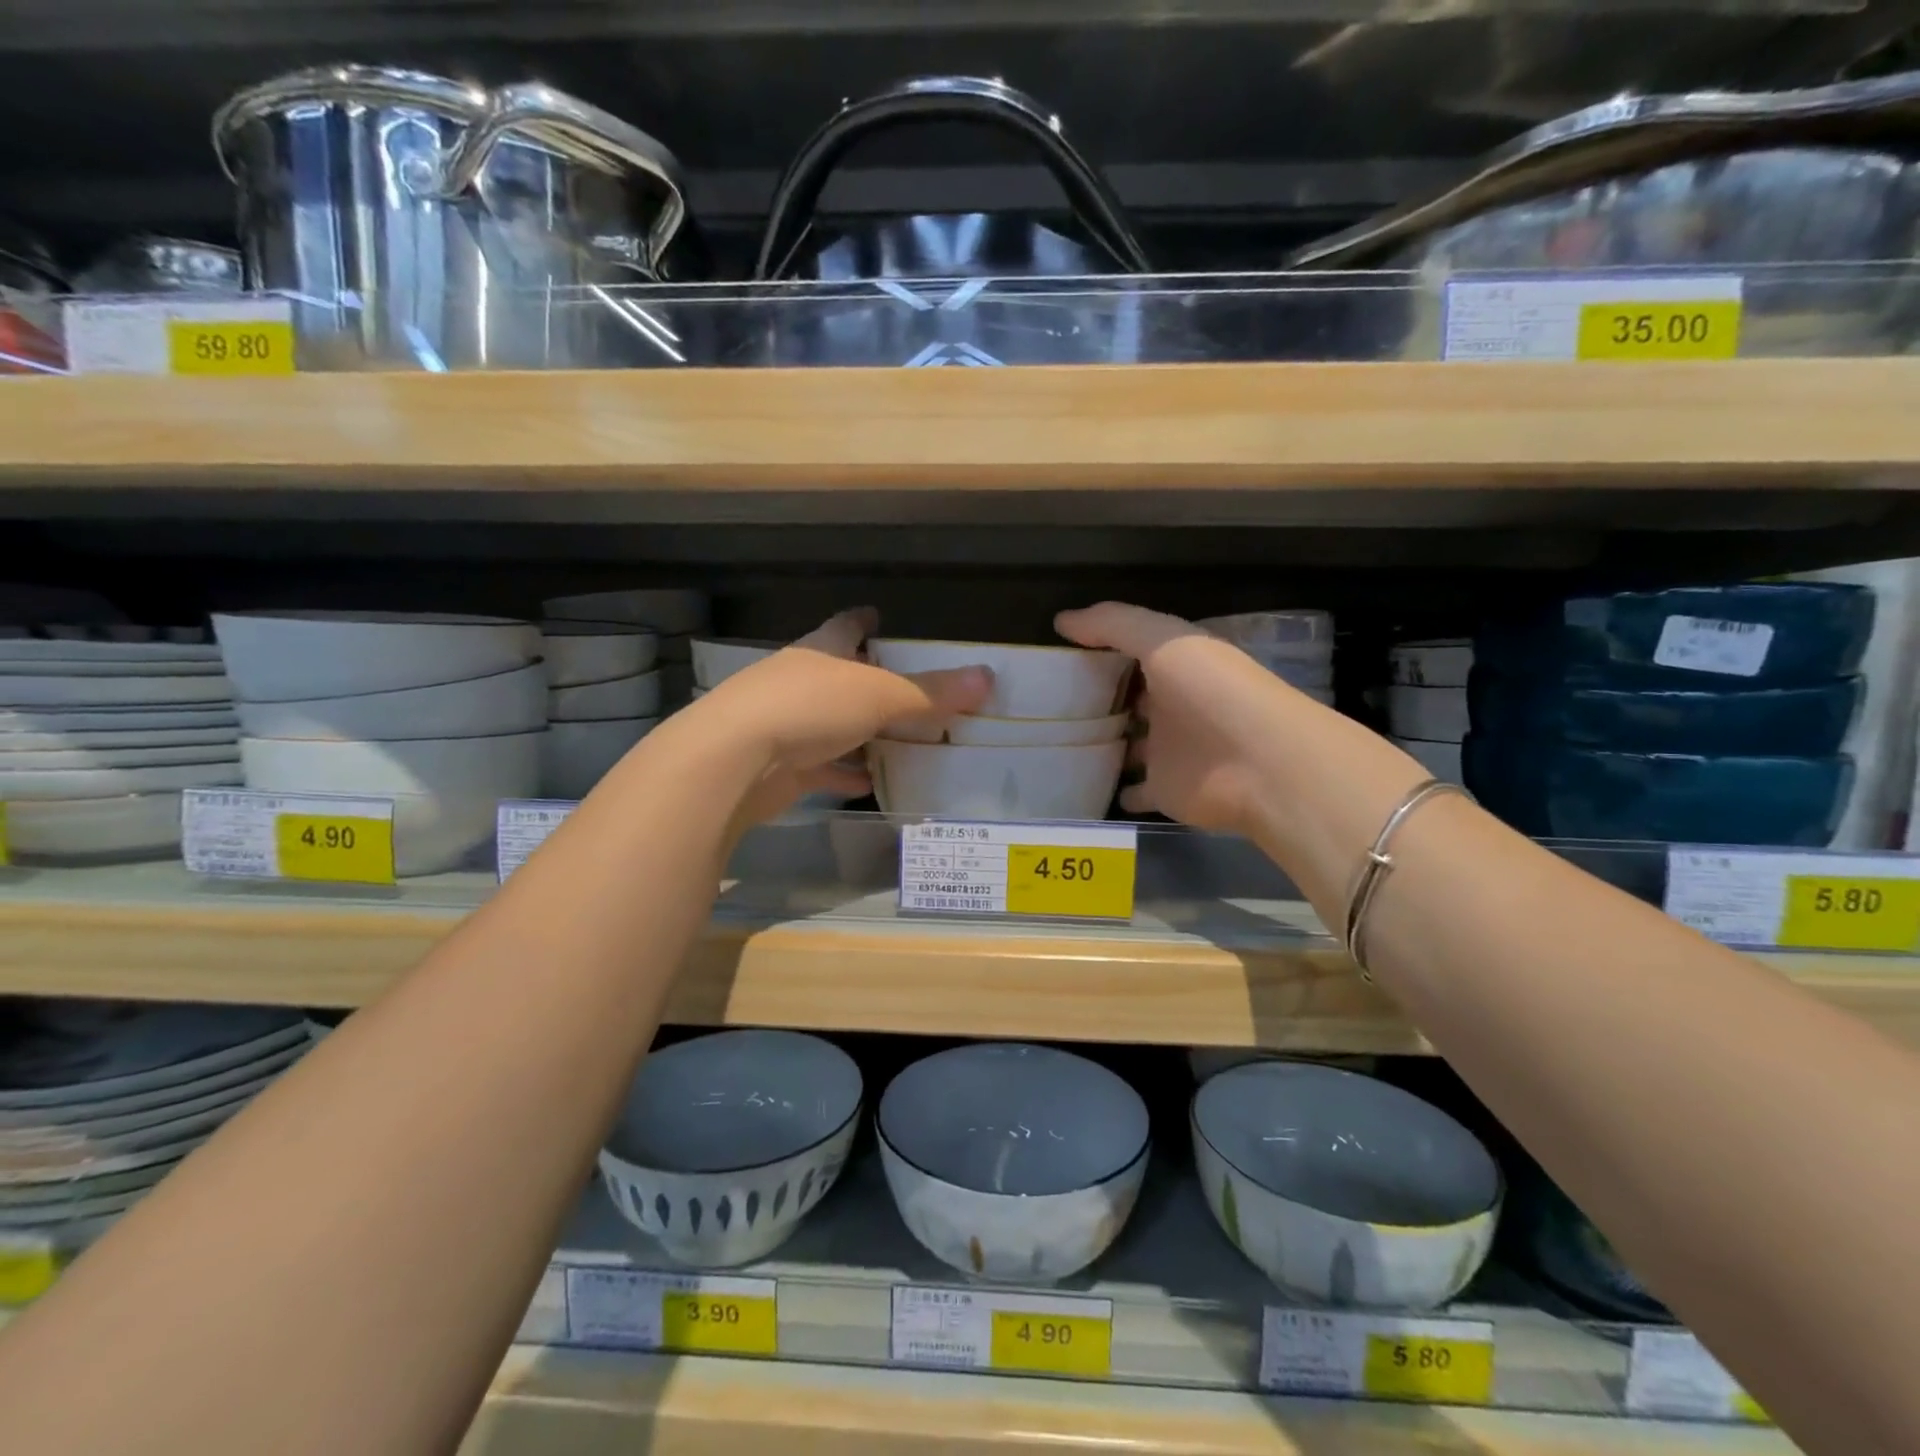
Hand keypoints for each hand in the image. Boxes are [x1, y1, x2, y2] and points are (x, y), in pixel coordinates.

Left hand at [693, 607, 991, 827]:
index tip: (877, 616)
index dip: (862, 621)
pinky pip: (819, 768)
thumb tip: (987, 677)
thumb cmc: (808, 708)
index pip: (844, 627)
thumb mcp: (879, 695)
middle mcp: (799, 682)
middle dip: (867, 682)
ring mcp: (784, 724)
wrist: (733, 761)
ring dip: (857, 733)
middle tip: (903, 690)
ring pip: (830, 725)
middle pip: (838, 677)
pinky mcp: (779, 766)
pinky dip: (842, 774)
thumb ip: (931, 692)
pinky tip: (866, 785)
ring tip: (894, 742)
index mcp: (821, 652)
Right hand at [1056, 602, 1305, 837]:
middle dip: (1098, 699)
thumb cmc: (1213, 692)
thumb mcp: (1162, 641)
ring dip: (1103, 744)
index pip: (1132, 653)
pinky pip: (1133, 790)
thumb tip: (1061, 621)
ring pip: (1129, 745)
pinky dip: (1115, 790)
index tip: (1056, 655)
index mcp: (1176, 666)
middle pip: (1129, 700)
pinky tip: (1082, 786)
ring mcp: (1169, 751)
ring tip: (1055, 744)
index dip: (1100, 650)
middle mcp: (1172, 705)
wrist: (1261, 765)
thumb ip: (1113, 625)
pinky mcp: (1165, 789)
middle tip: (1047, 702)